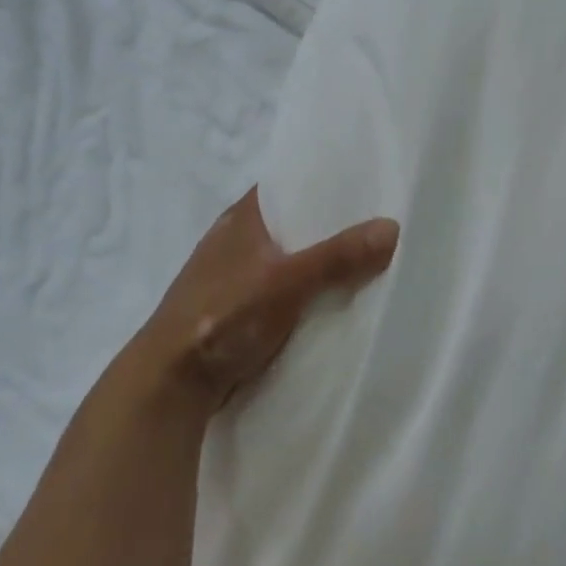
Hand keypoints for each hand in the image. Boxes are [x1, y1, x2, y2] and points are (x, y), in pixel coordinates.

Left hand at [129, 188, 398, 412]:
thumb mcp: (286, 282)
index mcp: (241, 218)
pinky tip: (337, 299)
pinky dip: (308, 292)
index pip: (288, 184)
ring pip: (291, 260)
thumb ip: (337, 257)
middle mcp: (237, 240)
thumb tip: (393, 226)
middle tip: (381, 222)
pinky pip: (285, 291)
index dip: (323, 181)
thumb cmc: (222, 317)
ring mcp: (236, 278)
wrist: (171, 384)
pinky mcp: (239, 311)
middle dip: (331, 226)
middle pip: (294, 224)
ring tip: (371, 257)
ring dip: (321, 262)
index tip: (366, 182)